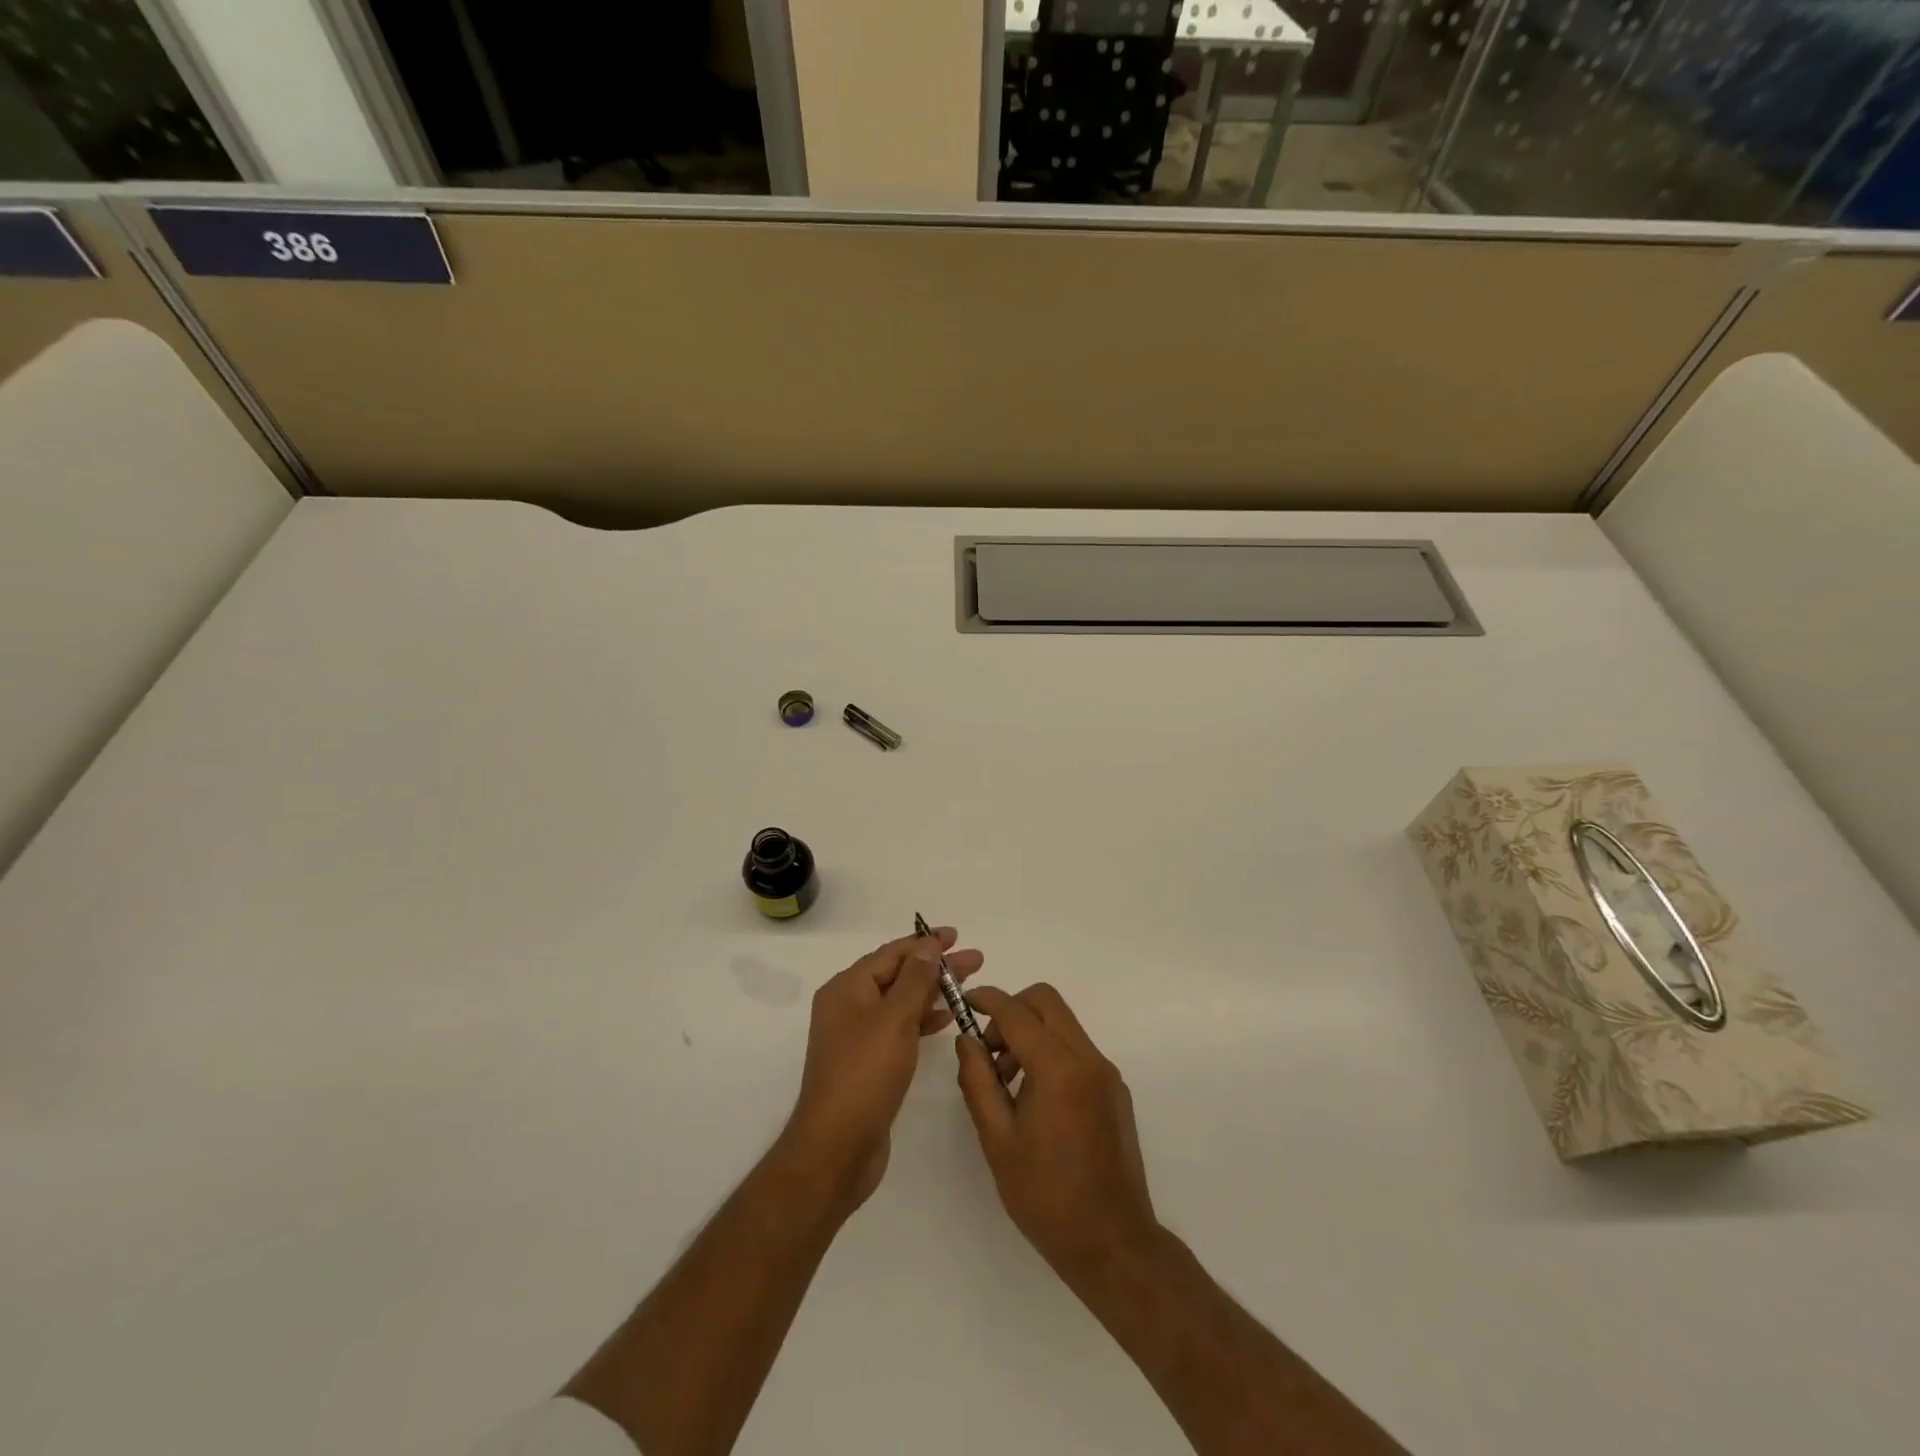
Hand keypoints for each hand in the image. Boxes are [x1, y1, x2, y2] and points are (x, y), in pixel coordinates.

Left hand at [782, 928, 983, 1213]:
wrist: (836, 1148)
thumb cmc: (865, 1075)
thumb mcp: (894, 1020)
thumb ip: (915, 980)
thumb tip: (927, 945)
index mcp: (847, 988)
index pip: (891, 953)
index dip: (925, 943)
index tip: (957, 936)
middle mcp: (848, 1006)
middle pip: (898, 975)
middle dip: (935, 967)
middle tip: (975, 961)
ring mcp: (857, 1036)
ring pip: (900, 1002)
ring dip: (932, 992)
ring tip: (968, 988)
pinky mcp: (868, 1063)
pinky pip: (899, 1028)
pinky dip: (922, 1020)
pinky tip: (946, 1020)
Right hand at [955, 984, 1159, 1282]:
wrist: (1113, 1243)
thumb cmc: (1046, 1197)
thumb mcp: (997, 1141)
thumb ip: (978, 1082)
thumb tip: (967, 1040)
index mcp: (1059, 1070)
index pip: (1017, 1012)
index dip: (987, 999)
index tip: (965, 1001)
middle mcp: (1088, 1059)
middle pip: (1047, 1001)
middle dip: (1012, 1010)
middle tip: (989, 1047)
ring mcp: (1106, 1073)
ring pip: (1063, 1024)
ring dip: (1031, 1033)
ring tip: (1007, 1081)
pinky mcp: (1115, 1089)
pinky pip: (1077, 1049)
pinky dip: (1051, 1052)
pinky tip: (1035, 1099)